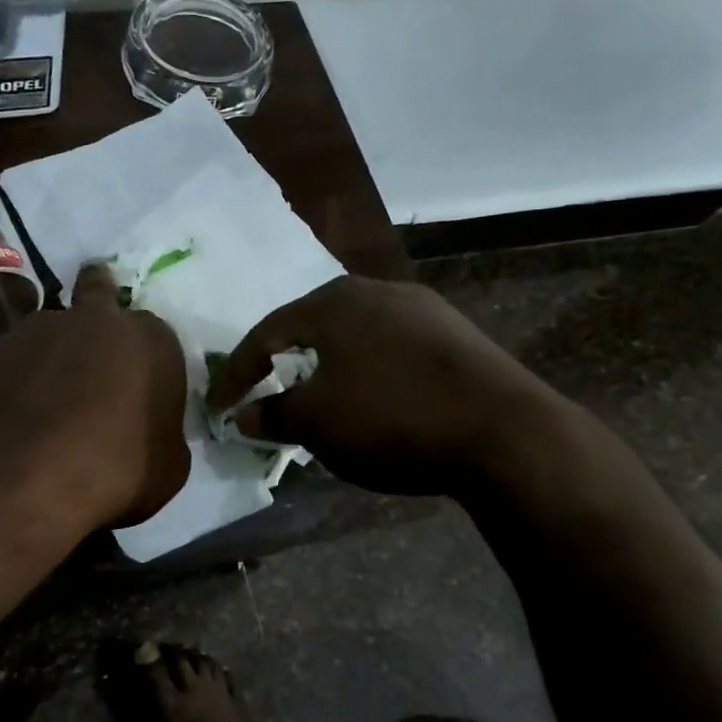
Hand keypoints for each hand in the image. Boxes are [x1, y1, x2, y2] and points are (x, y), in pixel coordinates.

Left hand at [0, 263, 190, 528]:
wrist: (24, 480)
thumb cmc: (116, 472)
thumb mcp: (168, 467)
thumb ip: (162, 434)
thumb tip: (149, 433)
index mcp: (149, 340)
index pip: (155, 336)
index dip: (146, 361)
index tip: (139, 390)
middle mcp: (92, 320)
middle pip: (97, 295)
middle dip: (97, 308)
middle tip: (93, 342)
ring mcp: (34, 331)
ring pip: (48, 332)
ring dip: (50, 355)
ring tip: (44, 400)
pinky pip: (9, 363)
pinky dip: (13, 382)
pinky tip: (11, 418)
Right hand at [205, 275, 566, 495]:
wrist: (503, 430)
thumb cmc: (391, 418)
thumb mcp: (318, 423)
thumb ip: (274, 415)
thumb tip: (246, 416)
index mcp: (331, 302)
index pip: (265, 335)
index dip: (236, 374)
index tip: (219, 406)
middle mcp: (374, 290)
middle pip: (310, 326)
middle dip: (282, 362)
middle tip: (263, 392)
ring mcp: (421, 308)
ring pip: (353, 336)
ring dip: (326, 367)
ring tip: (315, 397)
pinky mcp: (454, 333)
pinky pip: (390, 348)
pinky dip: (367, 371)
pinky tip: (373, 397)